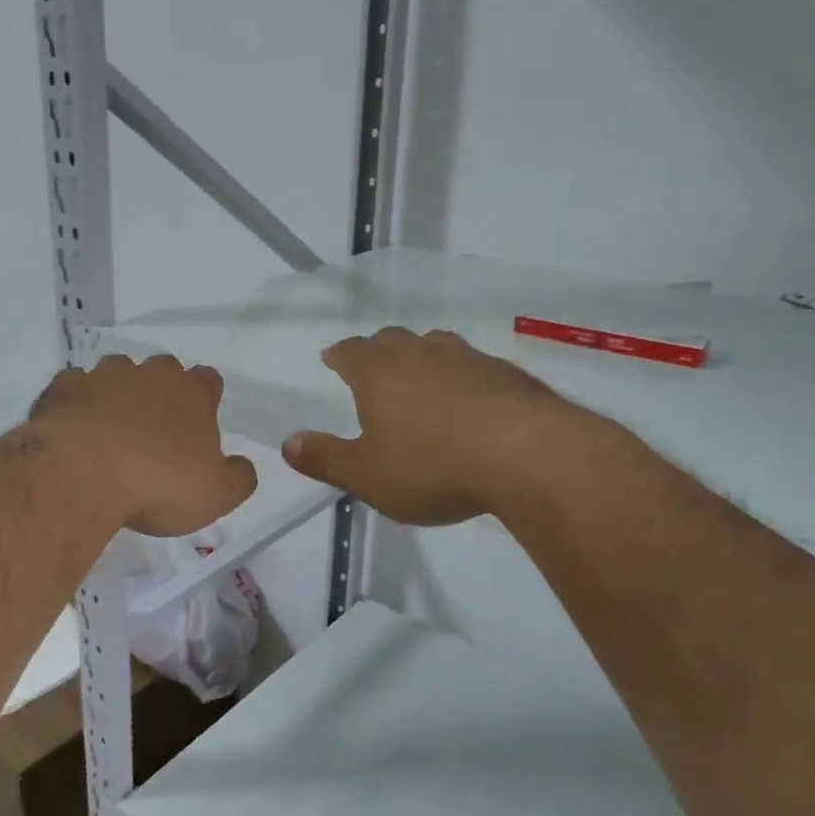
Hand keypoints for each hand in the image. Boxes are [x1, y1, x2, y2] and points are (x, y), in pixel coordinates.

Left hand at [28, 353, 256, 535]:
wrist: (81, 475)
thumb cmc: (158, 484)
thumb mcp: (217, 495)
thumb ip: (239, 477)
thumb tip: (243, 466)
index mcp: (192, 394)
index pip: (208, 380)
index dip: (205, 399)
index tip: (197, 424)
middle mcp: (150, 375)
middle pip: (162, 370)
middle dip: (160, 392)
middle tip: (153, 431)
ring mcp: (103, 376)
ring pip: (116, 374)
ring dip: (116, 394)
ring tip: (109, 431)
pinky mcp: (63, 388)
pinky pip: (73, 387)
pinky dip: (76, 404)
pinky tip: (73, 431)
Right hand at [282, 328, 574, 525]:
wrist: (528, 456)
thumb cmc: (432, 466)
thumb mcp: (367, 476)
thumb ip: (325, 459)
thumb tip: (287, 443)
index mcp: (379, 372)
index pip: (350, 352)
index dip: (339, 356)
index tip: (332, 359)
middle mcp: (420, 353)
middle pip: (391, 339)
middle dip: (377, 351)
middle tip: (372, 369)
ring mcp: (467, 358)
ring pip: (434, 345)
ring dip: (421, 358)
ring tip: (420, 379)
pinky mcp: (506, 373)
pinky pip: (472, 365)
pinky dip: (461, 377)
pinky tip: (470, 401)